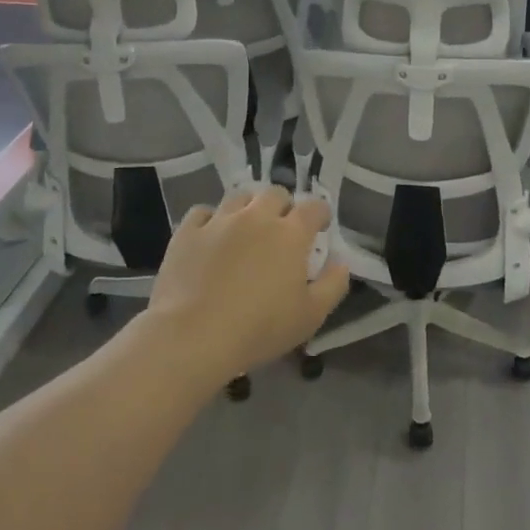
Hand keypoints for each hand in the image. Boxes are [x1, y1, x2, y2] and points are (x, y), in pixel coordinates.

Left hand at [139, 186, 350, 388]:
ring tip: (246, 229)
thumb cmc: (259, 329)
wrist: (193, 336)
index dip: (320, 214)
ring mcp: (219, 220)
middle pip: (275, 194)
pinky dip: (211, 219)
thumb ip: (333, 285)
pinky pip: (202, 212)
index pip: (314, 207)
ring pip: (239, 197)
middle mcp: (256, 217)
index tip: (319, 227)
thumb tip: (341, 263)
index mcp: (290, 234)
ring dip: (249, 208)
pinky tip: (211, 236)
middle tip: (282, 229)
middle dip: (283, 206)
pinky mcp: (188, 231)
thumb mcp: (310, 316)